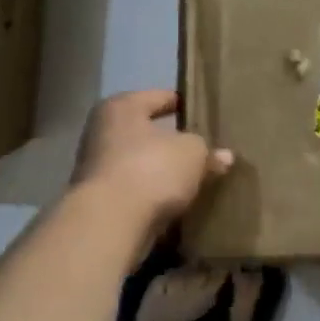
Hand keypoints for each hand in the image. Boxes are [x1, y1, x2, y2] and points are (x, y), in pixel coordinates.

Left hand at [72, 90, 232, 236]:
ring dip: (161, 171)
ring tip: (192, 179)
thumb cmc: (151, 169)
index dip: (183, 104)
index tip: (204, 113)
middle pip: (146, 132)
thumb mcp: (193, 154)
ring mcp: (96, 168)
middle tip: (202, 149)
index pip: (159, 97)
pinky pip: (134, 190)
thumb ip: (208, 151)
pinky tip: (175, 203)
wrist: (110, 223)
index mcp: (122, 107)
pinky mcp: (98, 200)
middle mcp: (102, 131)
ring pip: (139, 163)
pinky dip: (151, 195)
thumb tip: (224, 156)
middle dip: (172, 142)